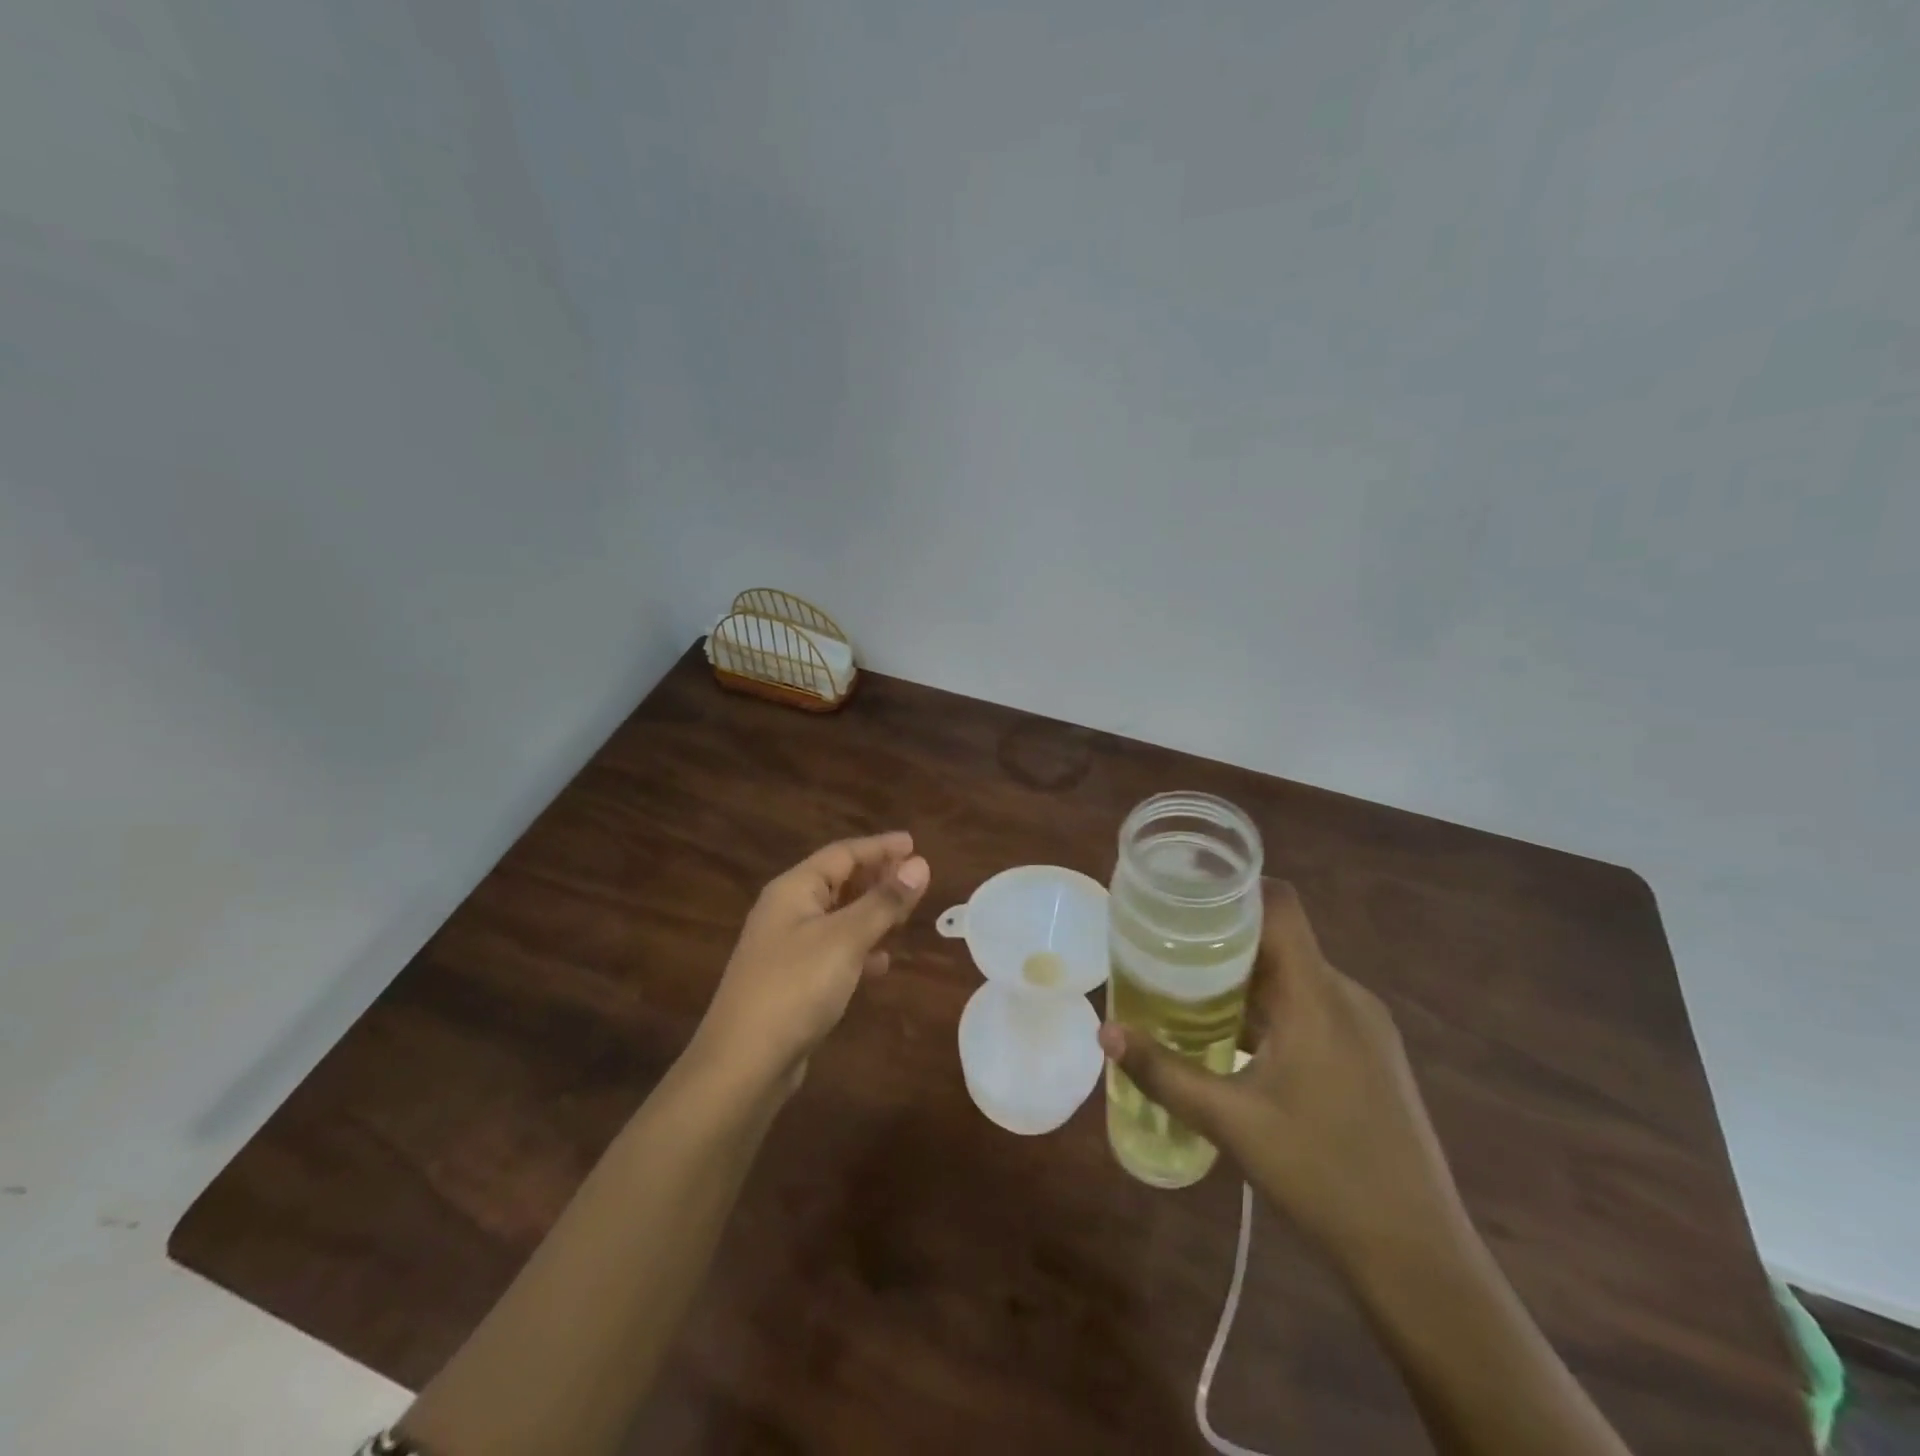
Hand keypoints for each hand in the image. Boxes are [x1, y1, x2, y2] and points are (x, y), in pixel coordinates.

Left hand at [697, 831, 930, 1091]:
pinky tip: (880, 963)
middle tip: (915, 878)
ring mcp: (787, 948)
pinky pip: (833, 951)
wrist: (744, 1063)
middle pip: (838, 881)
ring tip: (905, 914)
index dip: (879, 847)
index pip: (842, 853)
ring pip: (838, 917)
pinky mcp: (793, 981)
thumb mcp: (845, 939)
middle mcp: (787, 911)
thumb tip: (921, 864)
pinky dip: (859, 949)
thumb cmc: (795, 987)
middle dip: (876, 877)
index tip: (914, 844)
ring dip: (871, 912)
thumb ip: (884, 902)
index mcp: (794, 890)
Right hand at [1099, 882, 1463, 1275]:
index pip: (1280, 905)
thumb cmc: (1323, 1175)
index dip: (1233, 889)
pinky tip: (1237, 1039)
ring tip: (1189, 990)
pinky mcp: (1371, 1055)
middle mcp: (1346, 996)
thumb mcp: (1231, 1122)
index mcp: (1317, 996)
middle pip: (1279, 940)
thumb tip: (1106, 1032)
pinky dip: (1271, 1007)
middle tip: (1166, 947)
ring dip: (1245, 978)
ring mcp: (1365, 1027)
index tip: (1184, 894)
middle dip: (1222, 939)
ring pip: (1295, 976)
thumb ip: (1164, 1072)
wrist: (1419, 1256)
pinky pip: (1312, 1006)